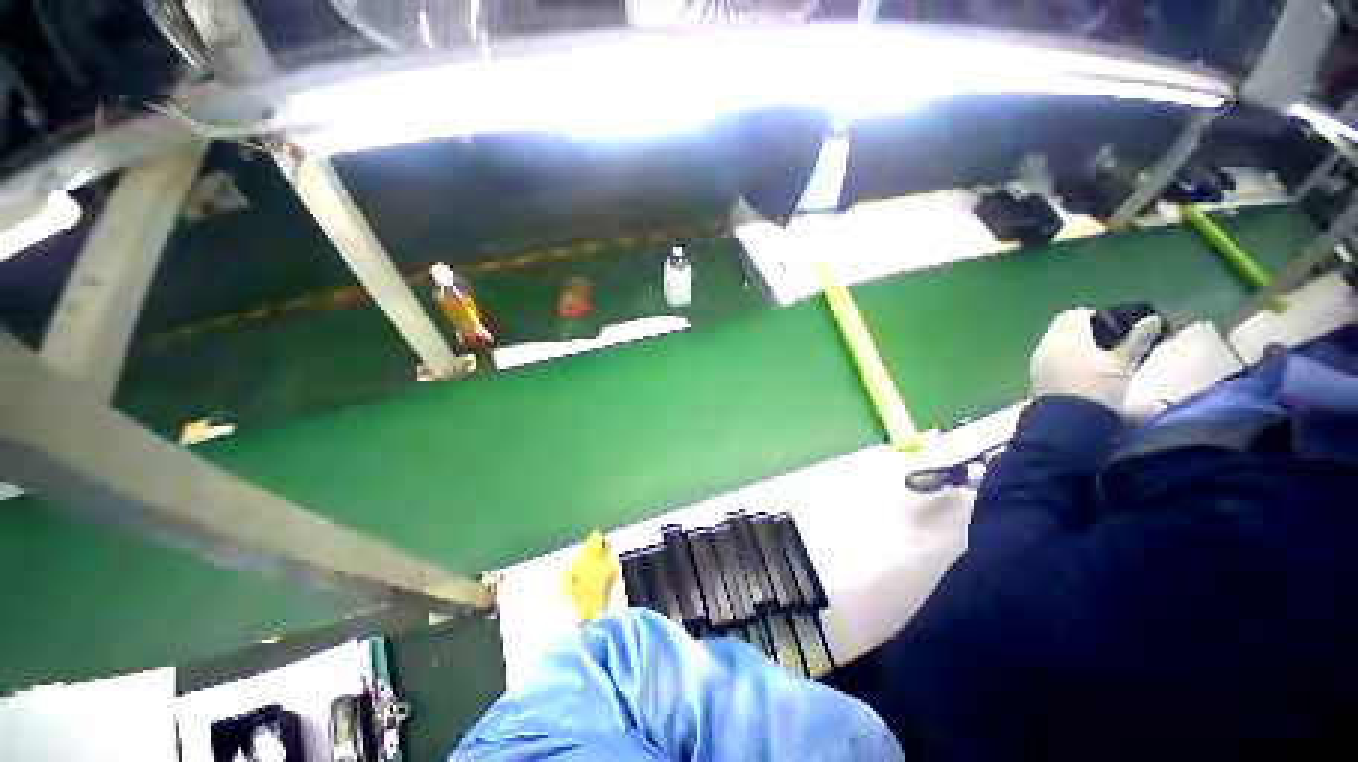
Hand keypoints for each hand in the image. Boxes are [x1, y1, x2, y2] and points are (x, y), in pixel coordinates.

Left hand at [1031, 308, 1164, 409]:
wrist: (1068, 423)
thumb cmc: (1098, 391)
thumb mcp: (1122, 366)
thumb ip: (1137, 341)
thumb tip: (1152, 319)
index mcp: (1066, 338)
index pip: (1074, 314)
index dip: (1094, 316)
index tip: (1113, 327)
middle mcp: (1047, 345)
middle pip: (1061, 326)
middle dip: (1082, 328)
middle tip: (1106, 340)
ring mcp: (1038, 360)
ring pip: (1054, 341)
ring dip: (1072, 342)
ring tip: (1095, 355)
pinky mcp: (1036, 375)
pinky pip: (1048, 356)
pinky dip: (1062, 355)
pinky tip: (1079, 368)